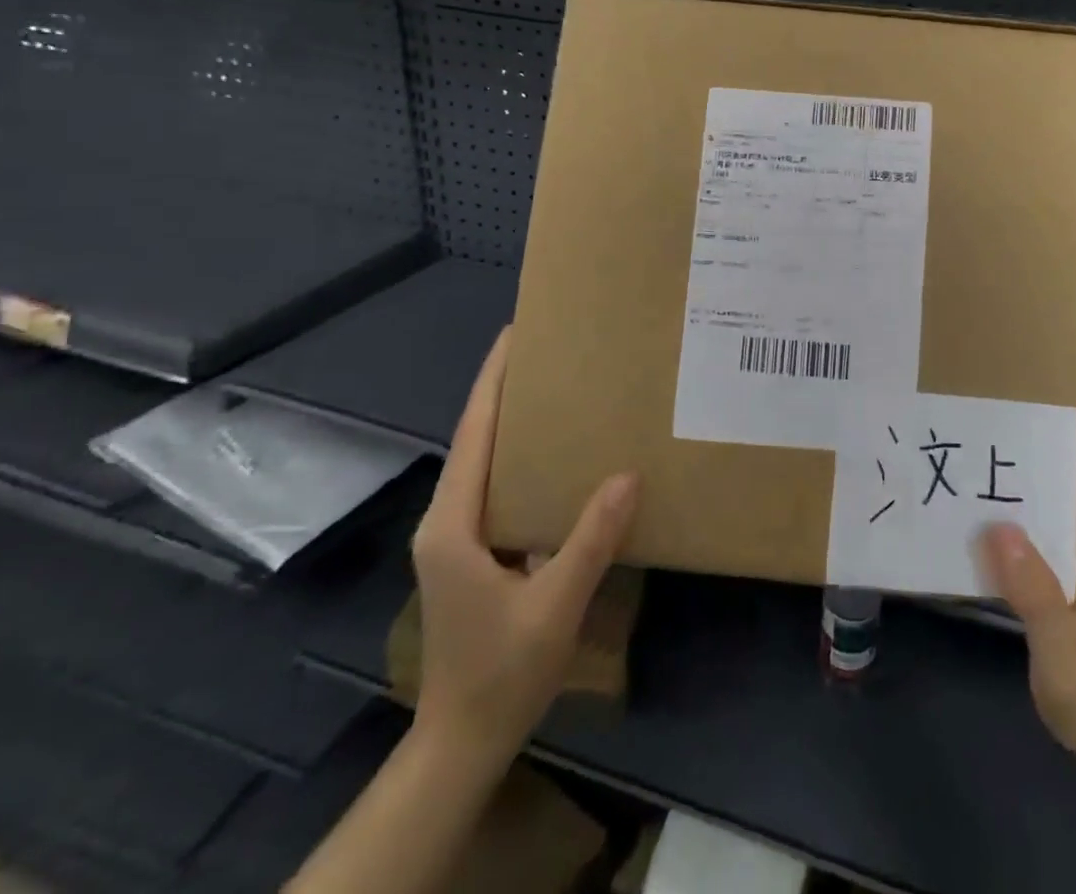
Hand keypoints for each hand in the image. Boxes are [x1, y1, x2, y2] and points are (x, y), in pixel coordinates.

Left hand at [409, 328, 639, 767]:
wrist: (463, 741)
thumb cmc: (502, 672)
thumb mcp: (554, 605)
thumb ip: (590, 539)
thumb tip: (628, 475)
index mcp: (453, 525)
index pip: (473, 435)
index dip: (492, 381)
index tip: (514, 335)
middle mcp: (447, 521)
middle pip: (475, 441)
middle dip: (505, 392)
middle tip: (549, 353)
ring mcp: (456, 539)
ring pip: (484, 465)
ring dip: (512, 425)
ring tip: (557, 391)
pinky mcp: (471, 554)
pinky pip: (497, 489)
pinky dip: (521, 460)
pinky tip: (557, 458)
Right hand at [979, 336, 1075, 781]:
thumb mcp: (1068, 646)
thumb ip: (1036, 590)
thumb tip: (1000, 525)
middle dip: (1069, 396)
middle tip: (1024, 355)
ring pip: (1071, 468)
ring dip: (1048, 429)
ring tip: (1002, 395)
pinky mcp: (1074, 556)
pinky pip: (1053, 496)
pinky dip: (1032, 470)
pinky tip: (995, 468)